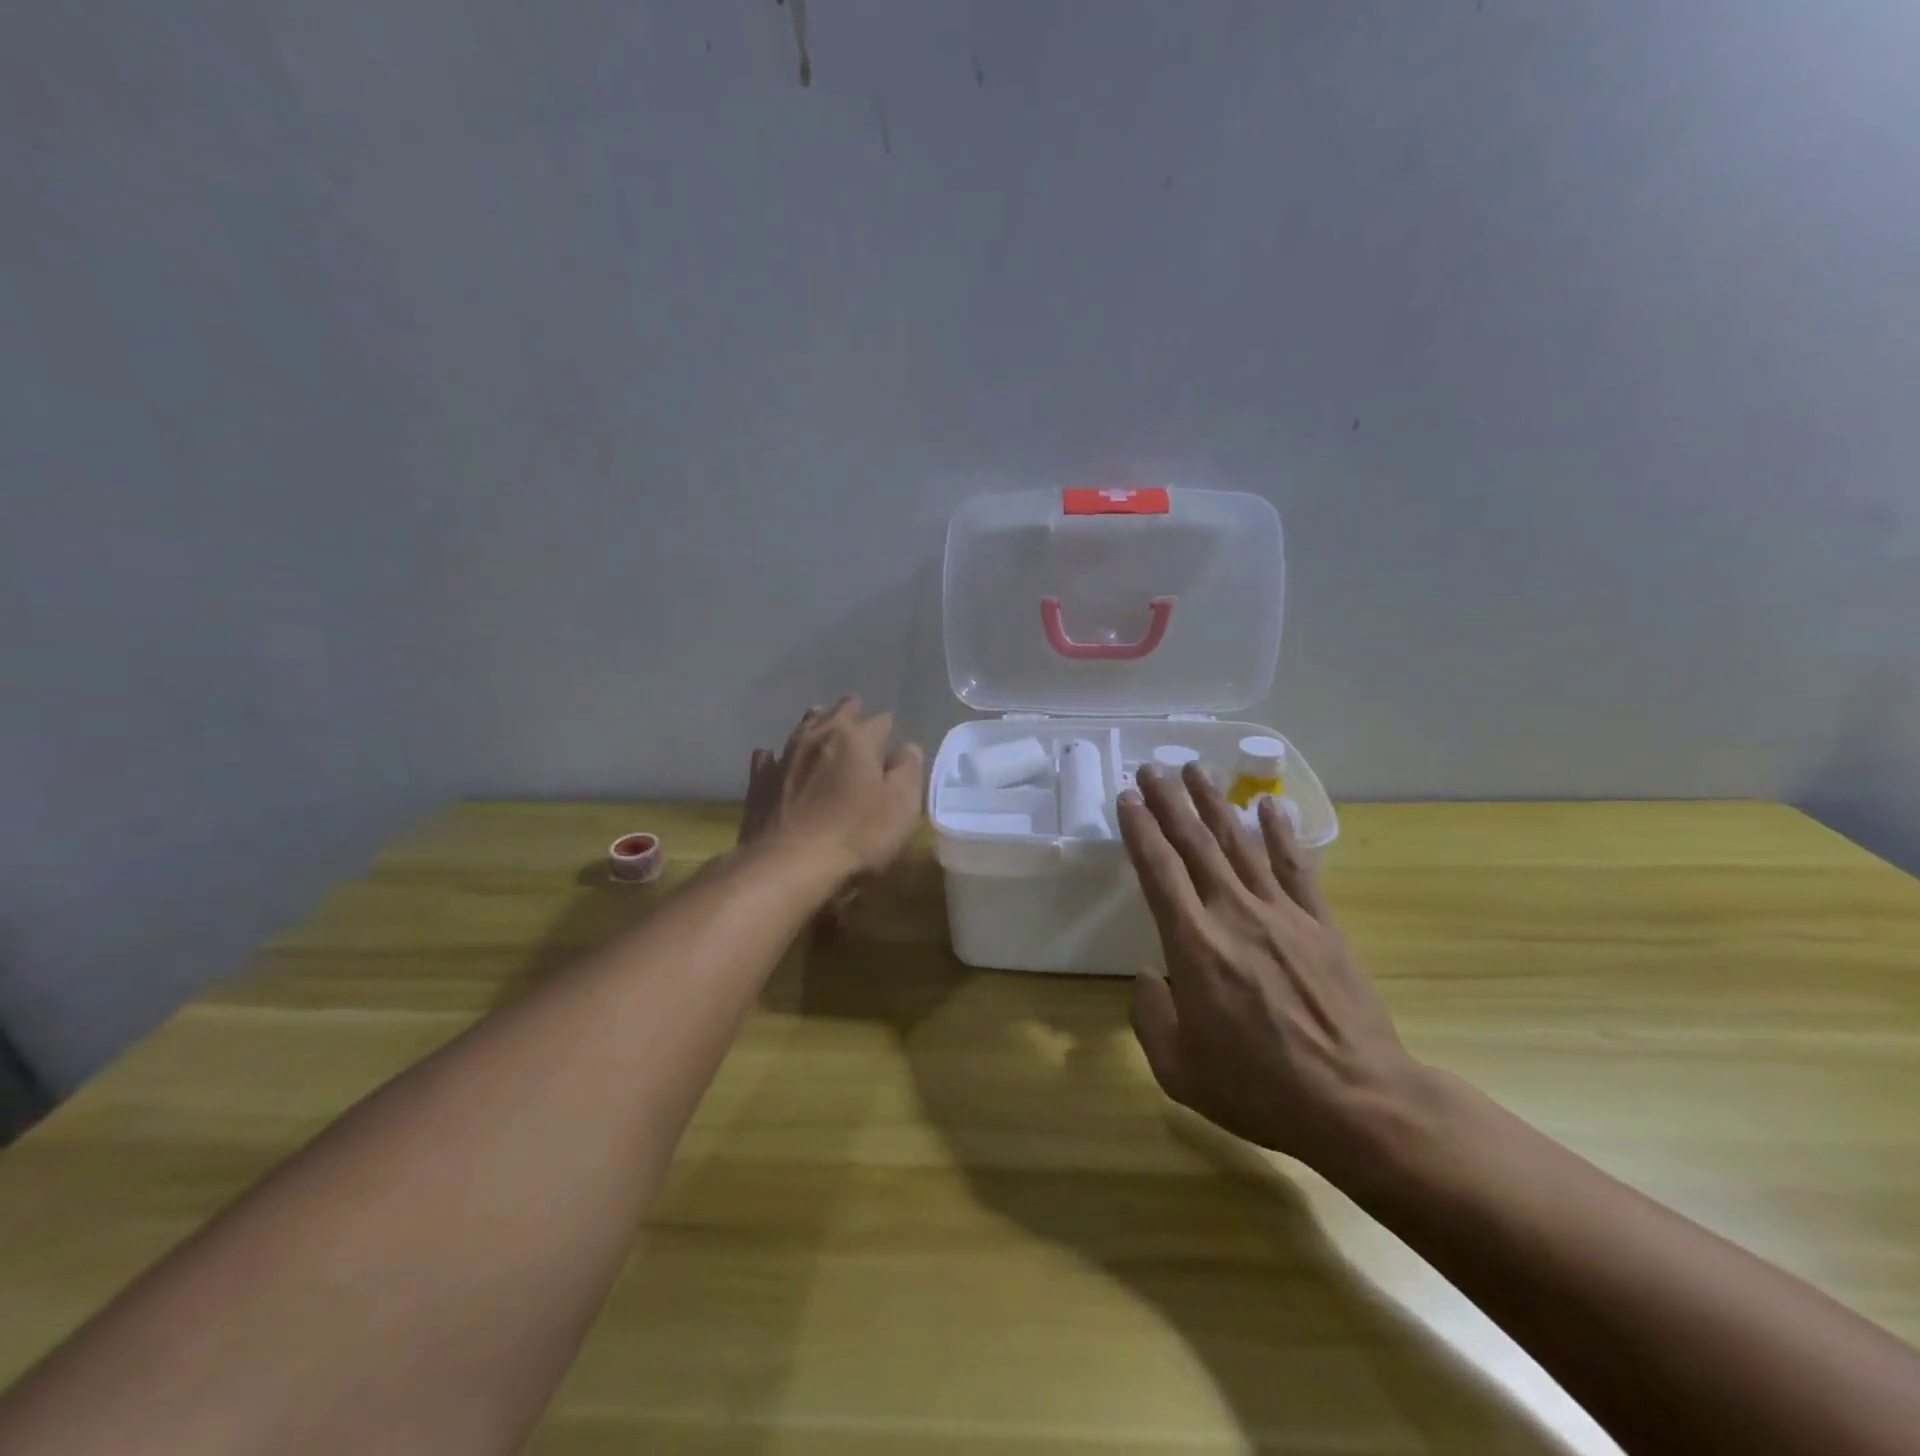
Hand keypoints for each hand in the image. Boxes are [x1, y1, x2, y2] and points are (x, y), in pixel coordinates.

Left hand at [740, 698, 923, 880]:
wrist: (787, 864)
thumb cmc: (855, 834)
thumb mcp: (901, 806)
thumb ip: (908, 771)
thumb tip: (907, 748)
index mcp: (856, 738)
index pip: (879, 721)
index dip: (888, 726)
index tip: (892, 734)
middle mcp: (818, 737)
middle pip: (837, 714)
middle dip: (850, 712)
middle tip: (857, 712)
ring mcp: (784, 757)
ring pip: (802, 728)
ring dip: (815, 722)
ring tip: (820, 718)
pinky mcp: (760, 782)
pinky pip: (768, 758)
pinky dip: (775, 755)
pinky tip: (772, 756)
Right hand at [1118, 762, 1428, 1177]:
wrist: (1359, 1103)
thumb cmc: (1260, 1089)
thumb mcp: (1179, 1070)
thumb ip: (1150, 1017)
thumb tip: (1148, 975)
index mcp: (1194, 945)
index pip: (1159, 871)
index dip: (1140, 830)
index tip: (1128, 797)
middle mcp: (1234, 914)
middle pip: (1195, 844)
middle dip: (1170, 802)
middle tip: (1153, 767)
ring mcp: (1282, 914)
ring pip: (1240, 844)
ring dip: (1215, 803)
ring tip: (1196, 770)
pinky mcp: (1320, 924)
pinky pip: (1296, 867)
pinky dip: (1280, 833)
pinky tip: (1269, 806)